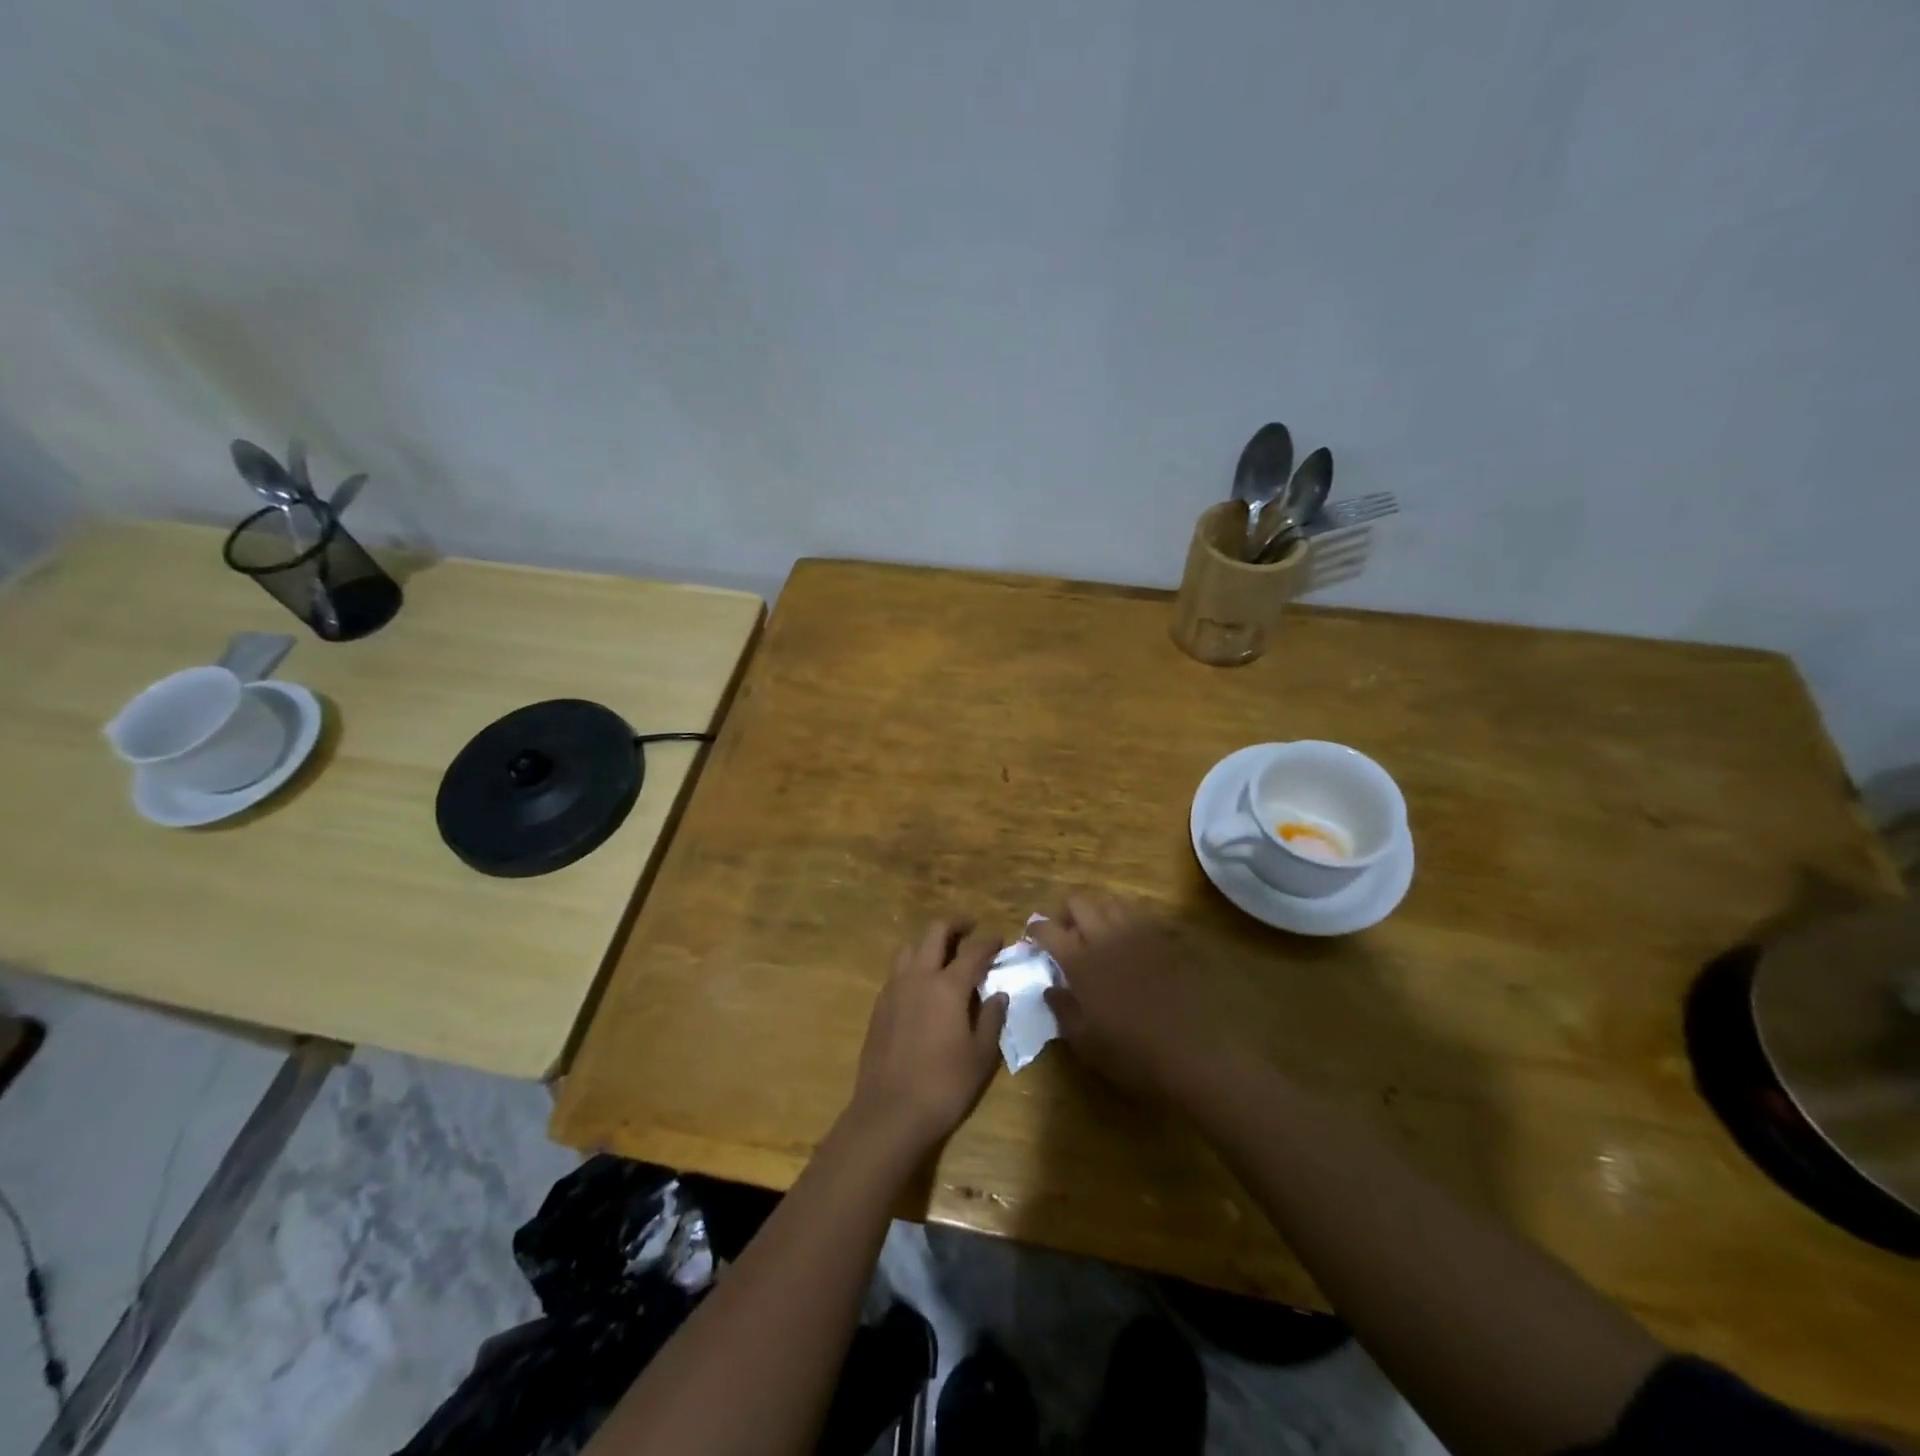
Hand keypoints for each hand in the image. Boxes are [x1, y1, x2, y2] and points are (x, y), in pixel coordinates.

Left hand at [849, 918, 1007, 1152]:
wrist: (889, 1113)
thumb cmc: (944, 1086)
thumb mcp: (980, 1056)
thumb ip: (991, 1018)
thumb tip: (998, 994)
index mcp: (948, 986)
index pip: (973, 950)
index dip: (989, 941)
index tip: (999, 940)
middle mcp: (918, 977)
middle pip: (935, 932)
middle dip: (955, 924)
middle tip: (971, 929)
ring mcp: (894, 988)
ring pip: (910, 947)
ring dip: (929, 943)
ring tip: (944, 956)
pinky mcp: (879, 1005)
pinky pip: (897, 971)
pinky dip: (912, 965)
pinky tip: (922, 986)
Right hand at [1033, 895, 1227, 1099]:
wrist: (1198, 1052)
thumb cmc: (1134, 1053)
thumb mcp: (1086, 1043)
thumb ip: (1063, 1010)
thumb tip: (1050, 989)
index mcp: (1081, 961)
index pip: (1048, 930)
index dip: (1036, 930)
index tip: (1033, 937)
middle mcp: (1107, 936)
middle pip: (1079, 902)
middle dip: (1066, 913)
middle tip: (1066, 935)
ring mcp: (1140, 933)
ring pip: (1111, 901)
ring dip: (1099, 912)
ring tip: (1099, 934)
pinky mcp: (1167, 938)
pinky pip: (1142, 915)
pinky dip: (1129, 921)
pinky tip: (1132, 943)